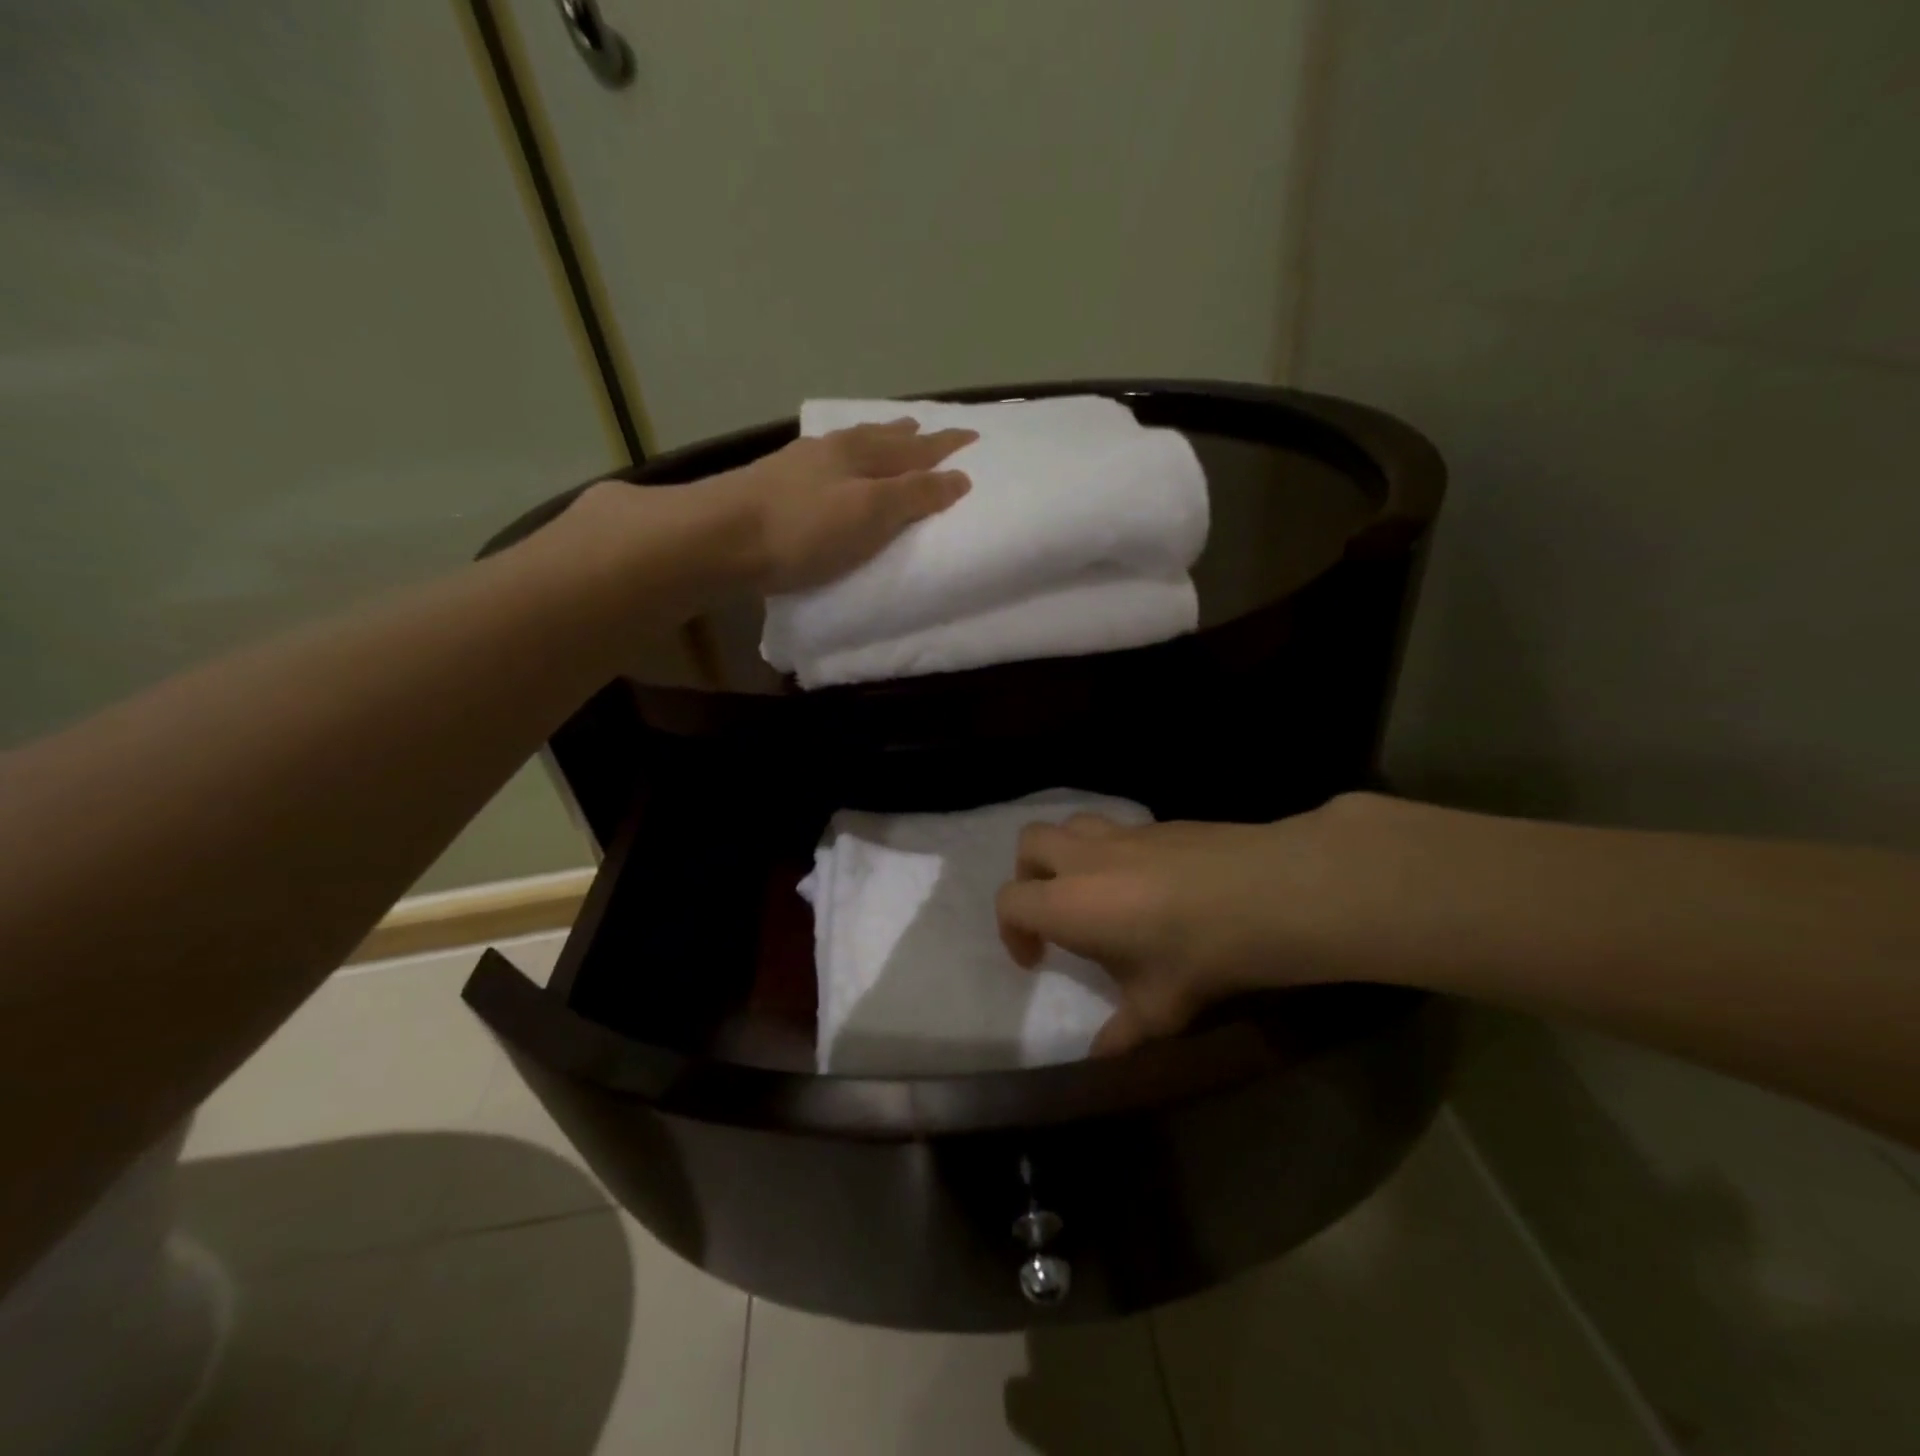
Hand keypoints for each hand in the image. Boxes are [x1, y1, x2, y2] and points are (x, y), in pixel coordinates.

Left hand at [717, 418, 975, 592]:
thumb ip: (914, 495)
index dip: (945, 446)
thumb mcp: (869, 514)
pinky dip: (846, 457)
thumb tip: (959, 477)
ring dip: (878, 441)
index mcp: (862, 455)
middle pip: (882, 438)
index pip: (916, 448)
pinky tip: (834, 463)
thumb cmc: (804, 531)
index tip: (973, 437)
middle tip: (930, 429)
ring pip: (852, 444)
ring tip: (892, 437)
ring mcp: (801, 463)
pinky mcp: (775, 481)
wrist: (718, 538)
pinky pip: (827, 459)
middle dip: (911, 436)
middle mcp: (834, 450)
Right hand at [996, 799, 1381, 1055]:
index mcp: (1068, 903)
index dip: (1012, 931)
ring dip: (1068, 853)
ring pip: (1072, 824)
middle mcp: (1085, 859)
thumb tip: (1099, 1061)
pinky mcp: (1159, 822)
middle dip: (1029, 875)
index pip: (1010, 901)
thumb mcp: (1159, 1010)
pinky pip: (1119, 828)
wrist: (1264, 895)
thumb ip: (1121, 1034)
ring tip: (1094, 887)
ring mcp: (1123, 833)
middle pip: (1030, 843)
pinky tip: (1149, 881)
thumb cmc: (1197, 956)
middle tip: (1054, 910)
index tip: (1037, 958)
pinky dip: (1114, 850)